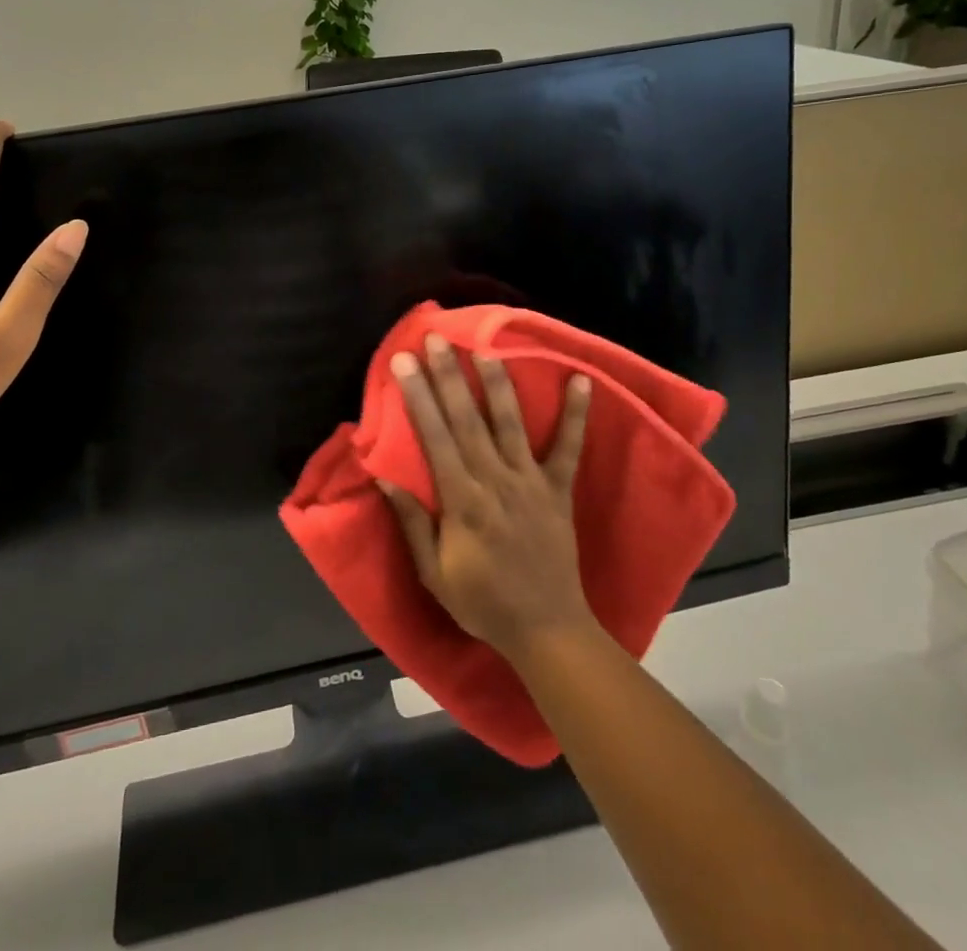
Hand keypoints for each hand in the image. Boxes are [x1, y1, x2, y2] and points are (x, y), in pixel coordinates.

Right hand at [382, 335, 596, 663]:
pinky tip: (581, 380)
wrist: (547, 630)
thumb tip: (385, 478)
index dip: (417, 397)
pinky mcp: (558, 489)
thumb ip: (412, 523)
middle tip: (435, 338)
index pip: (434, 437)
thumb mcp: (434, 574)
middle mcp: (495, 480)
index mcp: (462, 500)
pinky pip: (569, 447)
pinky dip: (577, 414)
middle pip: (467, 419)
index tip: (404, 363)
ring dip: (497, 383)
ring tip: (485, 348)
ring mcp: (531, 482)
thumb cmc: (483, 603)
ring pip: (510, 423)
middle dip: (449, 376)